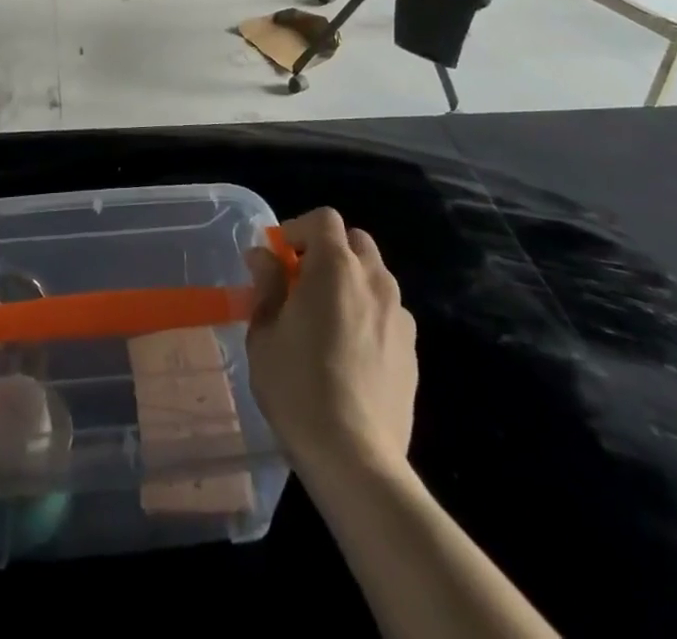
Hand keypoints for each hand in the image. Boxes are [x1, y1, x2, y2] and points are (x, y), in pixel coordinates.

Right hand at [245, 208, 417, 480]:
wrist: (355, 458)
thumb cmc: (298, 386)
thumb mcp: (264, 332)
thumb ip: (267, 285)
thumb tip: (264, 256)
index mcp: (336, 267)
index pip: (324, 219)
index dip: (297, 229)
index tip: (277, 258)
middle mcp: (375, 281)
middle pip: (355, 242)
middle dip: (327, 251)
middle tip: (300, 282)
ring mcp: (399, 317)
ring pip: (375, 277)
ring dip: (350, 282)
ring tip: (326, 319)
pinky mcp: (412, 352)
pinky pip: (388, 313)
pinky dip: (368, 314)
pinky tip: (349, 352)